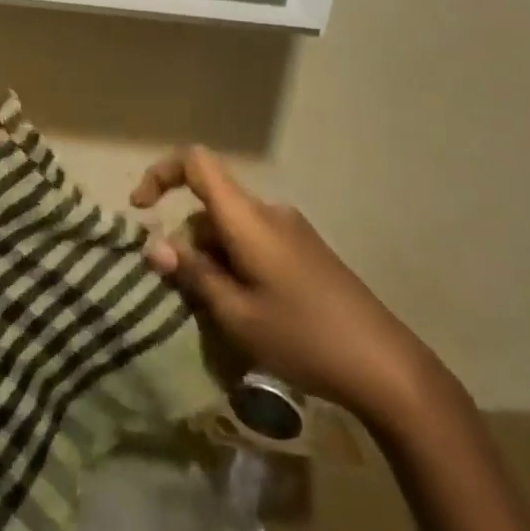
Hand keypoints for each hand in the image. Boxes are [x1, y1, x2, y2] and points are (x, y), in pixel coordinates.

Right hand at [132, 146, 435, 425]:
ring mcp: (290, 231)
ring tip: (220, 314)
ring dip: (212, 260)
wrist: (387, 367)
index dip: (160, 174)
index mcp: (247, 218)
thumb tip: (155, 246)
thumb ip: (194, 274)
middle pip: (209, 207)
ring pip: (230, 230)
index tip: (141, 210)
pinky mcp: (305, 252)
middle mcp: (268, 212)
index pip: (195, 163)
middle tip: (186, 295)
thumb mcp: (236, 313)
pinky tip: (247, 310)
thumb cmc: (303, 336)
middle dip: (187, 243)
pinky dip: (235, 265)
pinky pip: (253, 243)